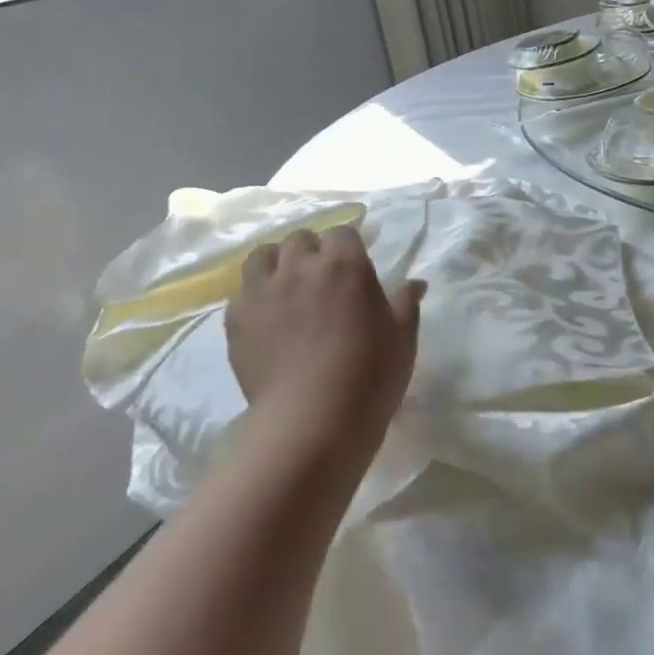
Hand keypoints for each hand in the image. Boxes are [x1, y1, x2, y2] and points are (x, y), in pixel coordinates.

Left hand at [226, 225, 423, 454]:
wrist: (312, 421)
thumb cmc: (370, 375)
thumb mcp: (402, 338)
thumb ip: (406, 303)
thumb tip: (417, 282)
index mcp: (344, 263)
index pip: (342, 232)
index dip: (348, 246)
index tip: (355, 265)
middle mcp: (300, 266)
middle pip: (299, 239)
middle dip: (311, 251)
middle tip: (322, 278)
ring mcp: (263, 291)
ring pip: (263, 256)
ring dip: (277, 264)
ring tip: (286, 288)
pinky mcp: (237, 319)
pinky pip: (242, 293)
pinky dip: (254, 298)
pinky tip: (266, 319)